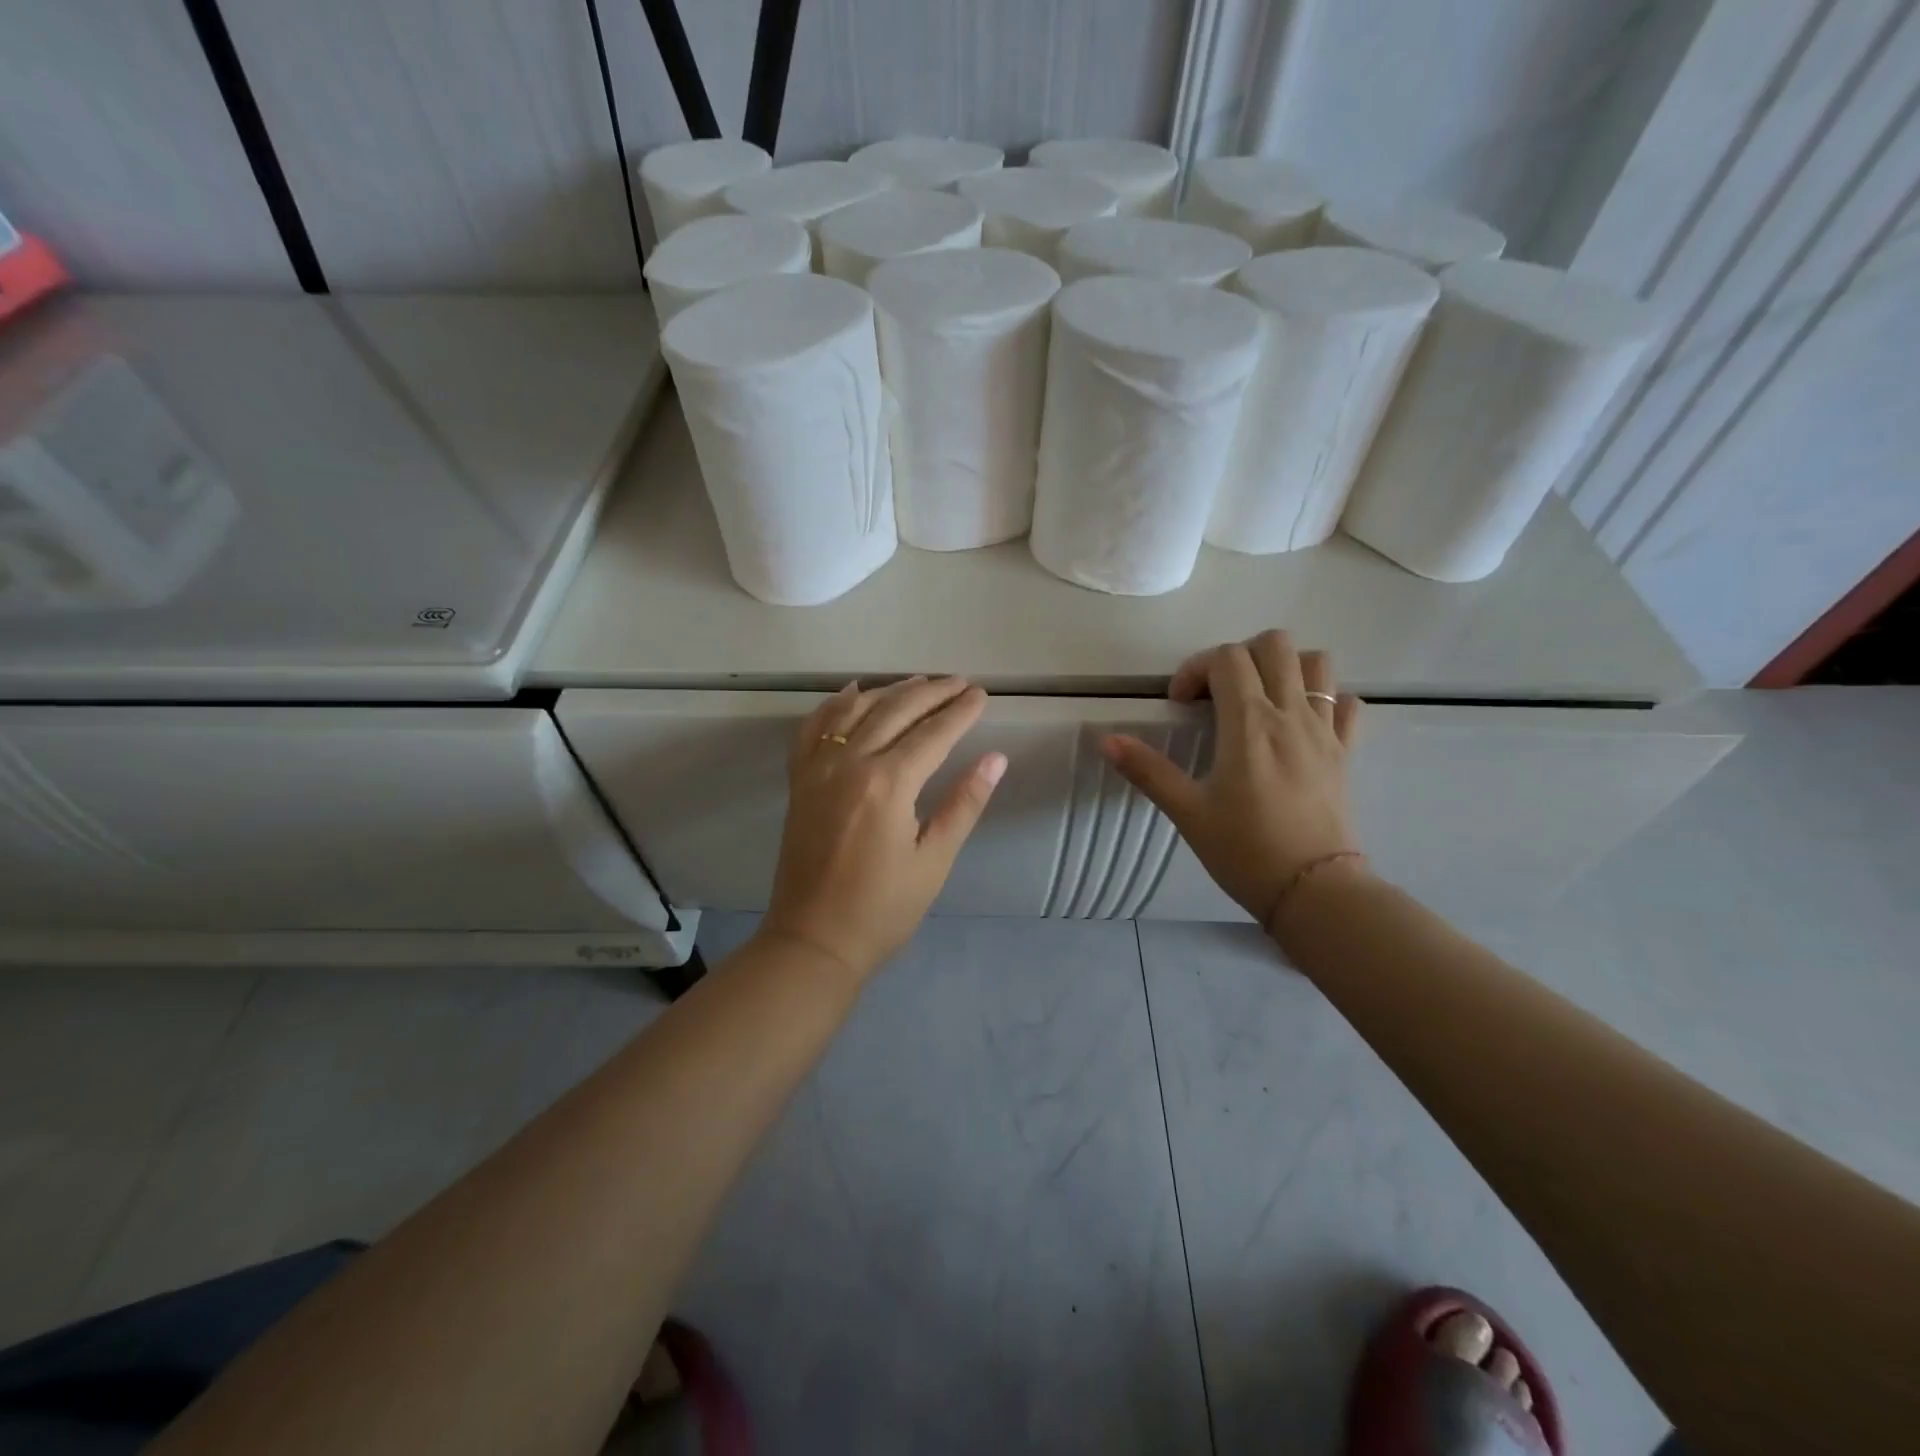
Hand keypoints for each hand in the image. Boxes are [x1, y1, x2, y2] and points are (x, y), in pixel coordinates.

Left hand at [759, 676, 1007, 983]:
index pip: (933, 733)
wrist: (814, 940)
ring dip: (889, 691)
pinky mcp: (799, 781)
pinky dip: (834, 706)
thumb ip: (964, 804)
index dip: (960, 712)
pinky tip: (851, 693)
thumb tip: (996, 759)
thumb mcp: (934, 860)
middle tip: (959, 683)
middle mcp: (850, 763)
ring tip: (918, 682)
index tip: (981, 695)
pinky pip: (814, 729)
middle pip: (895, 711)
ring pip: (855, 710)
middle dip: (931, 693)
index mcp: (888, 783)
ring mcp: (818, 769)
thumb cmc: (883, 908)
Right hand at [1101, 630, 1362, 930]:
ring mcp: (1326, 730)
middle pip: (1275, 644)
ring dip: (1285, 667)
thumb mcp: (1187, 811)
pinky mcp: (1346, 752)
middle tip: (1218, 693)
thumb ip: (1147, 770)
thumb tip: (1105, 740)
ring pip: (1317, 663)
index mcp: (1250, 722)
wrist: (1313, 890)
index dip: (1195, 669)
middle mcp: (1291, 714)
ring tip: (1259, 699)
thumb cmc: (1244, 850)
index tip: (1180, 705)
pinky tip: (1301, 723)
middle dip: (1239, 656)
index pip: (1226, 659)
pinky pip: (1347, 703)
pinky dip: (1326, 699)